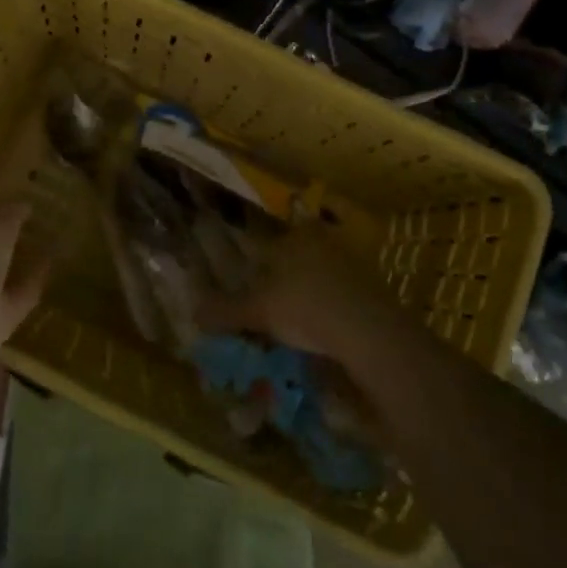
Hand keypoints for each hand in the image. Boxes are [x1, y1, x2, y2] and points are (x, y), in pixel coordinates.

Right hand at [198, 228, 409, 369]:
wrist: (372, 332)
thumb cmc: (307, 307)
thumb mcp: (259, 310)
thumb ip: (225, 310)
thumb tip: (193, 313)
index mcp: (294, 235)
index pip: (266, 239)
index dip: (252, 259)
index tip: (245, 280)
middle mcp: (323, 240)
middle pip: (292, 257)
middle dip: (279, 278)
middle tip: (266, 305)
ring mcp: (352, 263)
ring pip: (317, 275)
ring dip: (304, 295)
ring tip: (290, 323)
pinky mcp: (373, 289)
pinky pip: (339, 295)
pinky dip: (327, 310)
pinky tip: (320, 331)